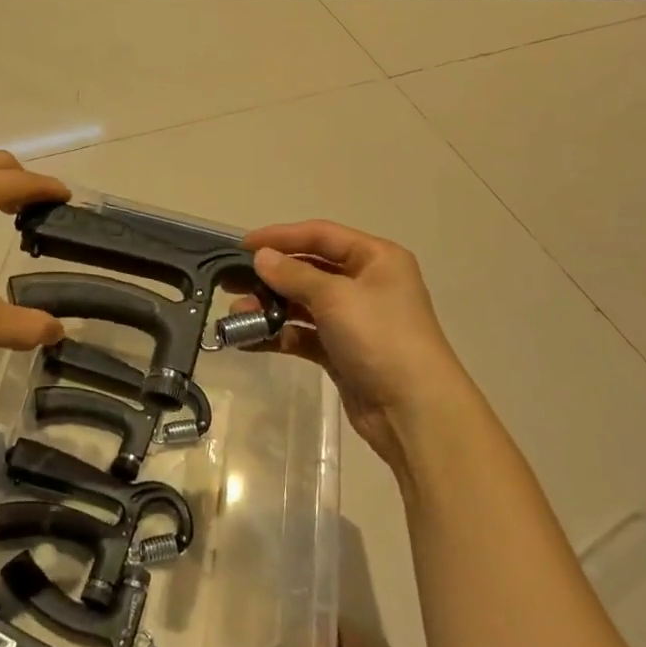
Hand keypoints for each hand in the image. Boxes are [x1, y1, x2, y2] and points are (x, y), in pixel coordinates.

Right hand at [243, 221, 476, 482]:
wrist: (413, 411)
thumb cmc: (380, 338)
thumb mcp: (336, 297)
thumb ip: (294, 274)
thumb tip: (261, 257)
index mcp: (376, 258)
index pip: (321, 235)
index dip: (281, 237)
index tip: (243, 245)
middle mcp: (366, 283)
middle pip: (310, 268)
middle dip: (271, 275)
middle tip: (231, 281)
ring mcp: (354, 319)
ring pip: (303, 303)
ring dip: (270, 307)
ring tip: (236, 314)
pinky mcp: (342, 350)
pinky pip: (303, 334)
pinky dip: (279, 334)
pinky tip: (249, 340)